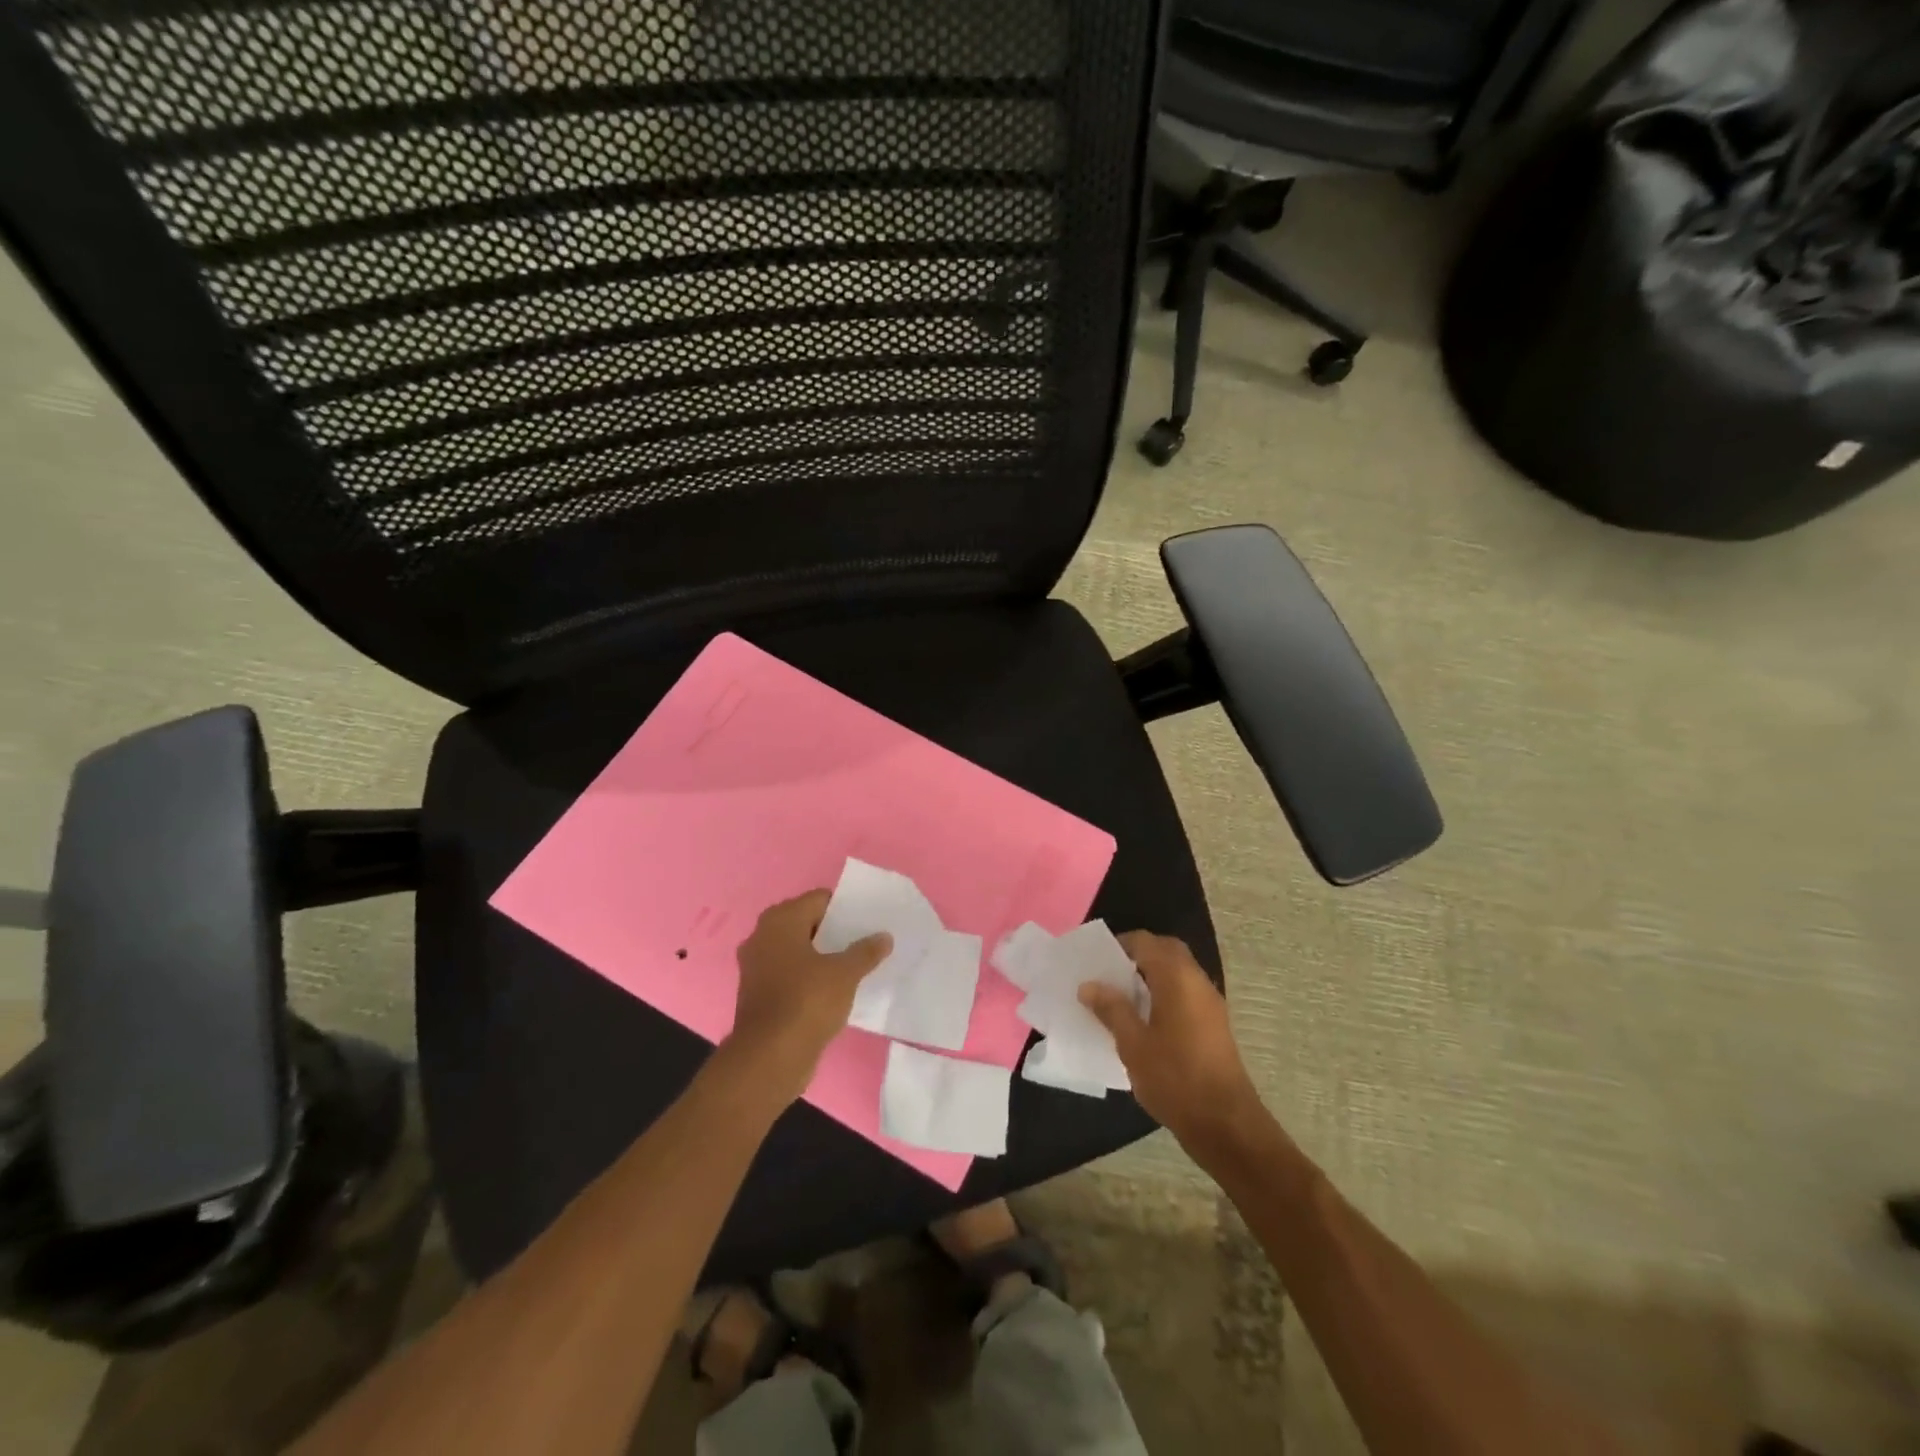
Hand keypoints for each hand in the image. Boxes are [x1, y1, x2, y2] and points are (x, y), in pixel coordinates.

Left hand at [727, 890, 890, 1101]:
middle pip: (807, 924)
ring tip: (855, 964)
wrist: (769, 1058)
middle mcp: (762, 937)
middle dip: (835, 932)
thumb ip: (866, 951)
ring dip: (822, 956)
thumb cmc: (807, 1002)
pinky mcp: (759, 994)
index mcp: (780, 921)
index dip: (845, 908)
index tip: (869, 920)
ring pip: (798, 951)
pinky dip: (810, 978)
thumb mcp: (845, 974)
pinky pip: (790, 975)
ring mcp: (757, 967)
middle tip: (866, 941)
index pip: (819, 900)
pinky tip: (835, 990)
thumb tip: (884, 937)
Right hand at [1079, 931, 1262, 1150]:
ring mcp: (1210, 1002)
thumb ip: (1111, 1009)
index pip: (1145, 942)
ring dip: (1151, 974)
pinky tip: (1144, 1019)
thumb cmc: (1174, 1077)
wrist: (1225, 1123)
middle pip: (1166, 951)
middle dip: (1137, 955)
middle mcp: (1197, 981)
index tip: (1095, 961)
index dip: (1119, 945)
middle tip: (1109, 974)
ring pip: (1177, 971)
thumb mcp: (1133, 1043)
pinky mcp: (1214, 1023)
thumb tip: (1089, 985)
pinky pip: (1185, 992)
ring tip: (1121, 997)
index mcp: (1176, 977)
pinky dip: (1164, 992)